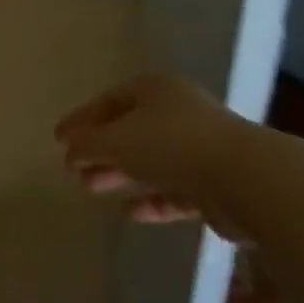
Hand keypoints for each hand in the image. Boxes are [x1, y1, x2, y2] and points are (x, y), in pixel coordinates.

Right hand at [55, 74, 249, 235]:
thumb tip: (71, 153)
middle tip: (73, 169)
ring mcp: (201, 147)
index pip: (109, 100)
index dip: (82, 119)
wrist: (245, 179)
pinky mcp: (216, 183)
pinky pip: (175, 190)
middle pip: (130, 129)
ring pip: (151, 160)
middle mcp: (179, 112)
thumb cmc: (171, 145)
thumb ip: (88, 146)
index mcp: (155, 90)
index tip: (58, 140)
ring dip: (121, 174)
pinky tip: (130, 212)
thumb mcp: (116, 141)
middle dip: (100, 149)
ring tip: (91, 188)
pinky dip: (151, 199)